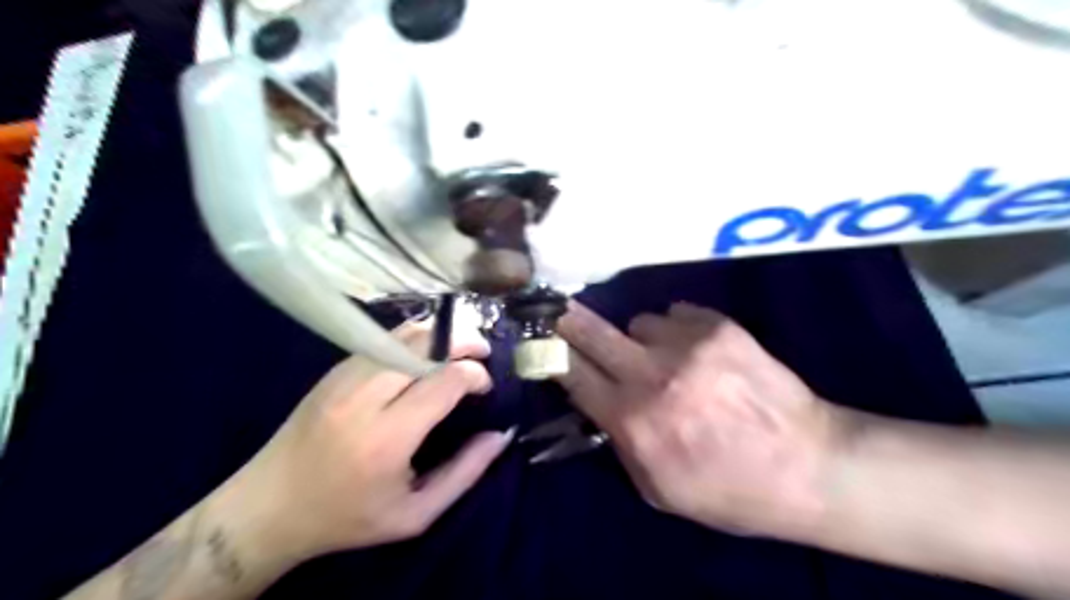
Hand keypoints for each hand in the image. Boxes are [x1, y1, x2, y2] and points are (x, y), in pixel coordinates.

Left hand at [230, 324, 514, 561]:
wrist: (267, 508)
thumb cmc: (346, 518)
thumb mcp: (415, 514)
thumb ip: (465, 472)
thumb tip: (500, 434)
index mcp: (387, 437)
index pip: (444, 380)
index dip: (475, 374)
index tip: (485, 387)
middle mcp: (364, 397)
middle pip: (425, 345)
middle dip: (463, 341)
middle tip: (483, 351)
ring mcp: (344, 377)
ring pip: (404, 335)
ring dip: (440, 334)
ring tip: (460, 346)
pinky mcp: (334, 370)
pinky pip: (383, 340)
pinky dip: (414, 338)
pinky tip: (427, 351)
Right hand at [557, 303, 840, 541]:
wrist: (809, 465)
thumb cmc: (729, 490)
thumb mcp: (658, 491)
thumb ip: (618, 444)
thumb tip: (595, 403)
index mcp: (633, 420)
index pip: (570, 372)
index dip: (549, 353)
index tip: (538, 340)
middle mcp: (652, 374)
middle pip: (589, 330)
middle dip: (566, 320)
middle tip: (558, 313)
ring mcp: (687, 344)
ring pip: (637, 322)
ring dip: (640, 339)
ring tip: (666, 360)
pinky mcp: (718, 326)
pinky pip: (675, 314)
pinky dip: (677, 330)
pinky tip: (697, 353)